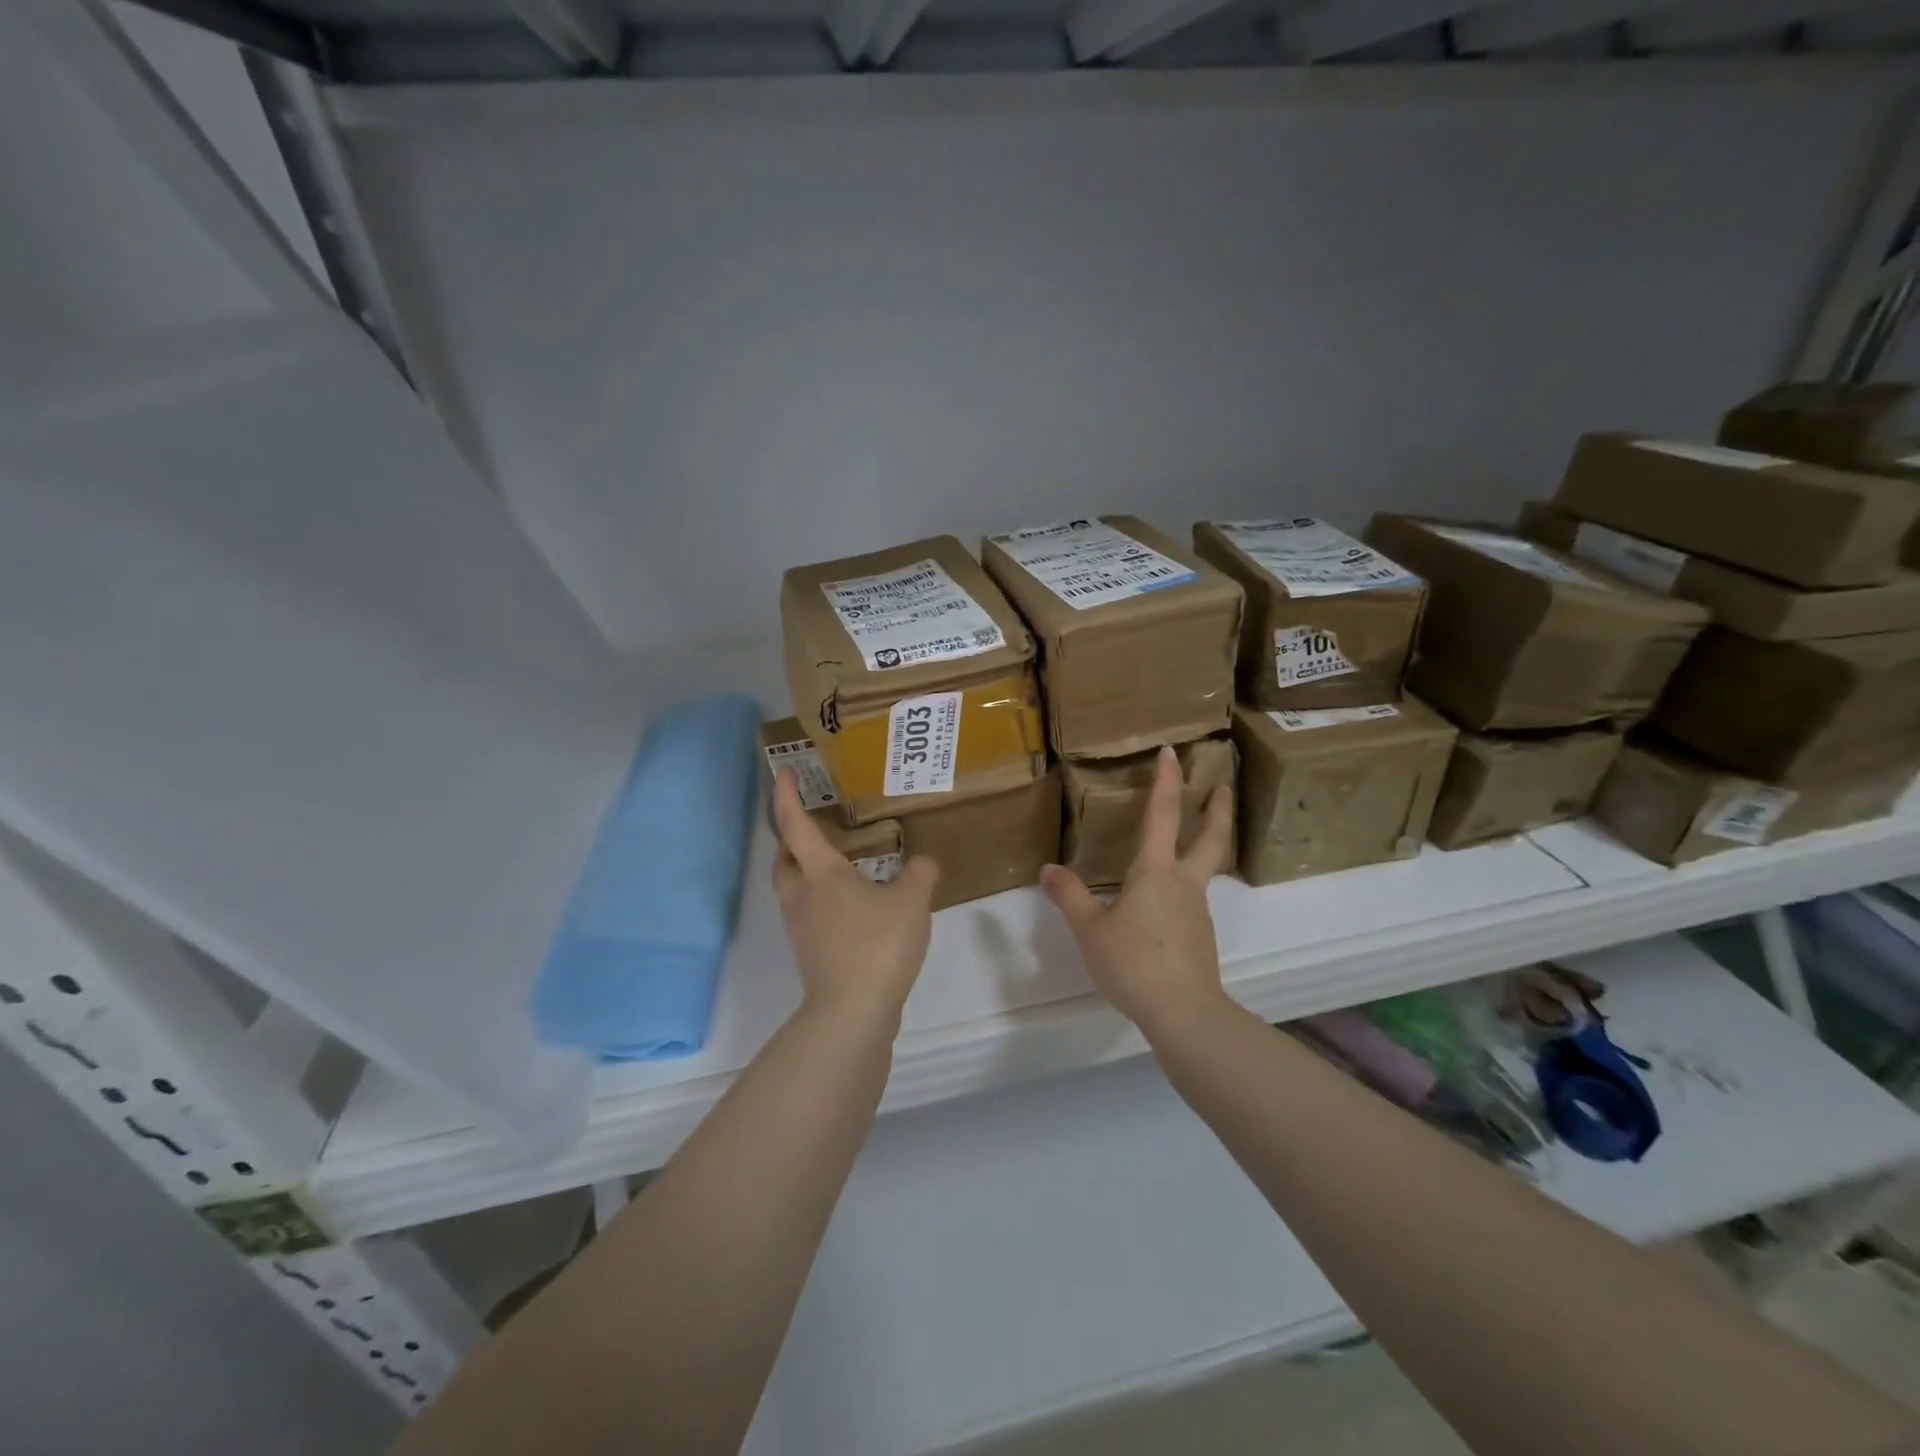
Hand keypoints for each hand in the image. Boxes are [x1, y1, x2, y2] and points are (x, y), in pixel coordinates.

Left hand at [771, 769, 938, 1025]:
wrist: (852, 1012)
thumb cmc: (877, 944)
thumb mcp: (912, 901)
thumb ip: (921, 874)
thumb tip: (925, 861)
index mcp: (820, 873)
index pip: (794, 824)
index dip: (786, 796)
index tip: (784, 773)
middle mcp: (801, 896)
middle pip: (784, 858)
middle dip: (791, 837)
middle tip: (811, 824)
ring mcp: (801, 928)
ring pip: (793, 888)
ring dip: (805, 870)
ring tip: (836, 864)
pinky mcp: (810, 953)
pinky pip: (808, 913)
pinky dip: (821, 898)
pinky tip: (852, 905)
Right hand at [1041, 745, 1233, 1034]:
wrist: (1183, 1013)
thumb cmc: (1133, 962)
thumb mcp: (1090, 930)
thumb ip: (1070, 897)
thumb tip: (1049, 869)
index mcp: (1155, 872)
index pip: (1161, 815)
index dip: (1166, 781)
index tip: (1173, 751)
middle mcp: (1183, 884)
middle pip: (1210, 838)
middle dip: (1216, 809)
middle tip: (1222, 786)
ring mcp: (1197, 911)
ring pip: (1202, 870)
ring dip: (1202, 848)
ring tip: (1182, 848)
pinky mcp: (1201, 937)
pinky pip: (1192, 901)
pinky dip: (1184, 888)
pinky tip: (1164, 907)